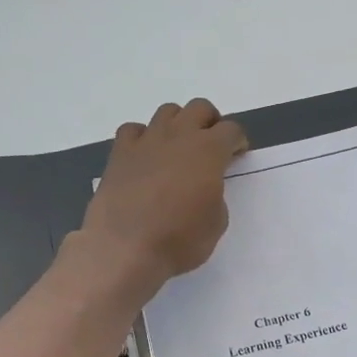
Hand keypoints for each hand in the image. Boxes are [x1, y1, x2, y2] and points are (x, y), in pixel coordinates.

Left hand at [81, 98, 247, 290]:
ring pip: (167, 112)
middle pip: (199, 108)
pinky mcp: (119, 154)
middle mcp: (178, 136)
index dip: (237, 141)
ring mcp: (146, 142)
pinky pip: (133, 130)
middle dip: (210, 122)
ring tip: (178, 149)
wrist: (126, 248)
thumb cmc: (179, 240)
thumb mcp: (216, 223)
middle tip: (211, 146)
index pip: (231, 130)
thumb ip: (215, 195)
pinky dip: (142, 137)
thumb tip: (203, 188)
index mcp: (208, 151)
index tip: (236, 155)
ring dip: (178, 124)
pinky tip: (145, 156)